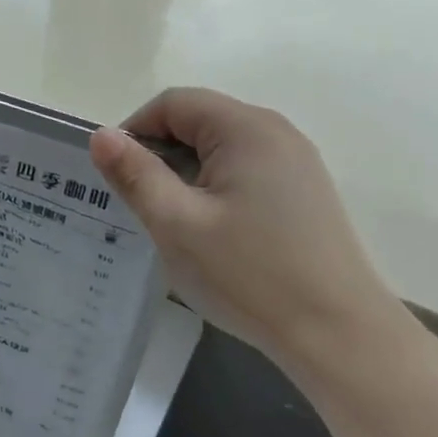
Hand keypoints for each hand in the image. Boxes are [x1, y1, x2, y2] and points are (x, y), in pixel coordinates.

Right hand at [89, 89, 408, 373]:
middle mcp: (276, 132)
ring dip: (186, 177)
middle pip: (199, 122)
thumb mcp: (176, 224)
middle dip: (160, 157)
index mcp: (245, 128)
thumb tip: (100, 135)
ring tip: (174, 226)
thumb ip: (135, 174)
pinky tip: (213, 236)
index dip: (134, 132)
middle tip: (142, 209)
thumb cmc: (248, 274)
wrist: (337, 333)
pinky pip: (244, 174)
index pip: (173, 103)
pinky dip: (215, 192)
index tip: (117, 180)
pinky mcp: (304, 193)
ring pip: (220, 151)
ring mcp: (296, 163)